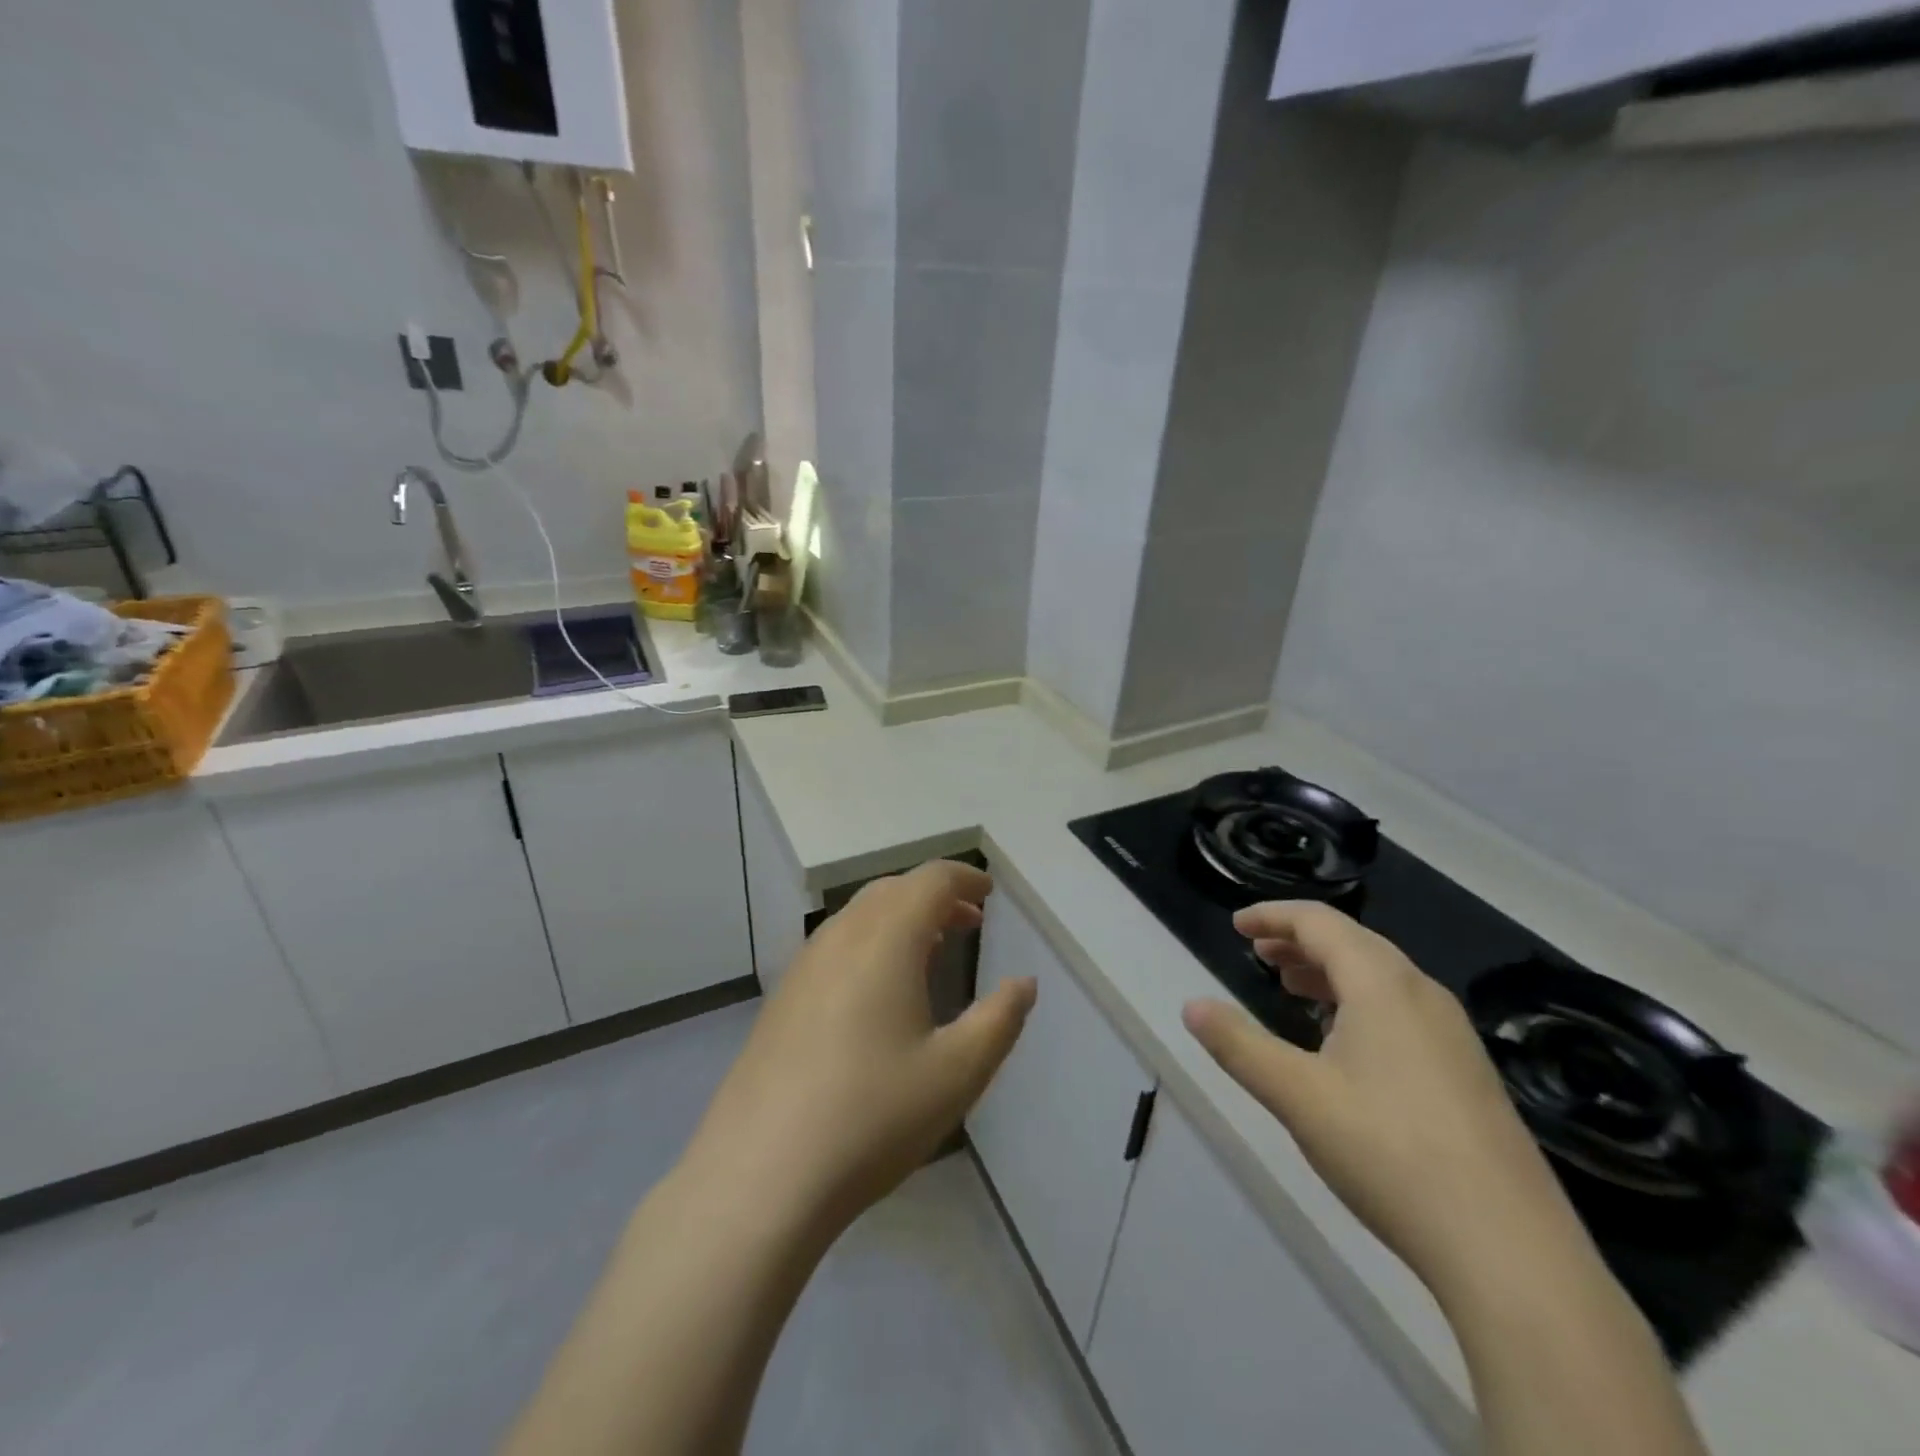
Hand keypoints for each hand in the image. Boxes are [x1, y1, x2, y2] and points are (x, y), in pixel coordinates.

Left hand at [681, 861, 1036, 1236]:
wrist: (760, 1175)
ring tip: (930, 949)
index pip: (930, 881)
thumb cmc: (872, 1116)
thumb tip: (1024, 984)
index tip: (989, 894)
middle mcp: (841, 937)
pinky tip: (878, 991)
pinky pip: (835, 944)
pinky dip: (870, 941)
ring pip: (859, 915)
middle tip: (969, 921)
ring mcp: (804, 966)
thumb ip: (999, 1020)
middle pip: (892, 890)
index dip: (964, 879)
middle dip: (935, 896)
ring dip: (900, 917)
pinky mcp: (782, 998)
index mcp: (886, 940)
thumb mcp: (957, 1073)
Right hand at [1183, 901, 1581, 1298]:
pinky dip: (1359, 1003)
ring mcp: (1454, 1037)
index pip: (1320, 923)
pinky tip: (1345, 1044)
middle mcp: (1423, 996)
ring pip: (1381, 978)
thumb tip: (1191, 1006)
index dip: (1274, 917)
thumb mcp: (1296, 1095)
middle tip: (1260, 954)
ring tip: (1293, 989)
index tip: (1237, 925)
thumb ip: (1239, 1044)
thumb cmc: (1389, 1153)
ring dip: (1330, 972)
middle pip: (1354, 944)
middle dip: (1300, 942)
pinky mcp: (1468, 1075)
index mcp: (1382, 984)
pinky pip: (1402, 1010)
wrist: (1510, 1252)